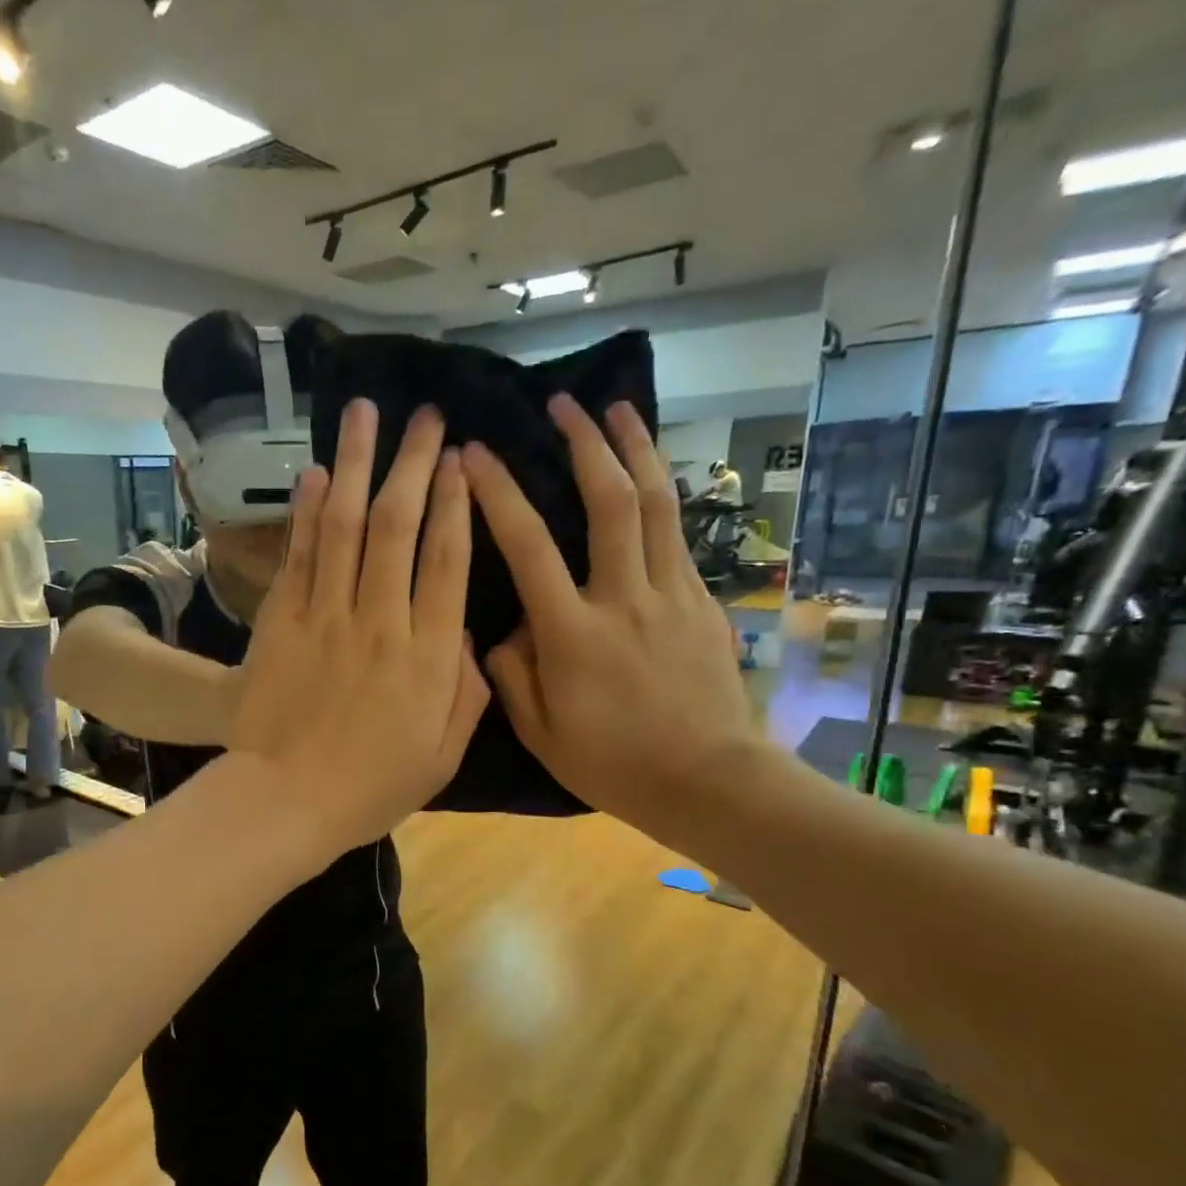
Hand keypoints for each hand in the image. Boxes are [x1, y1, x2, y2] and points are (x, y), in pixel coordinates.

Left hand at [229, 399, 490, 854]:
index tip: (461, 459)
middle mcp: (380, 620)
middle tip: (426, 416)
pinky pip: (300, 555)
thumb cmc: (371, 786)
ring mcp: (326, 615)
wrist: (285, 800)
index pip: (447, 560)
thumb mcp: (443, 754)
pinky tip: (317, 472)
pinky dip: (309, 511)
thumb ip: (465, 690)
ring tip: (366, 412)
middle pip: (399, 525)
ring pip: (347, 525)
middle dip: (414, 463)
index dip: (456, 503)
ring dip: (358, 464)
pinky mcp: (282, 621)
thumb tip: (466, 633)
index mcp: (427, 655)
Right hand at [462, 394, 757, 846]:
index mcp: (574, 634)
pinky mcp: (704, 601)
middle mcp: (624, 599)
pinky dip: (662, 493)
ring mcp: (673, 594)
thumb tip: (503, 628)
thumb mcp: (540, 733)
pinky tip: (650, 475)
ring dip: (636, 448)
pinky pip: (678, 534)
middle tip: (563, 404)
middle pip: (608, 502)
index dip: (500, 494)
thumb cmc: (614, 764)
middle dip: (584, 444)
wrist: (710, 780)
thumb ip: (511, 674)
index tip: (476, 454)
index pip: (529, 547)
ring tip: (619, 408)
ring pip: (657, 504)